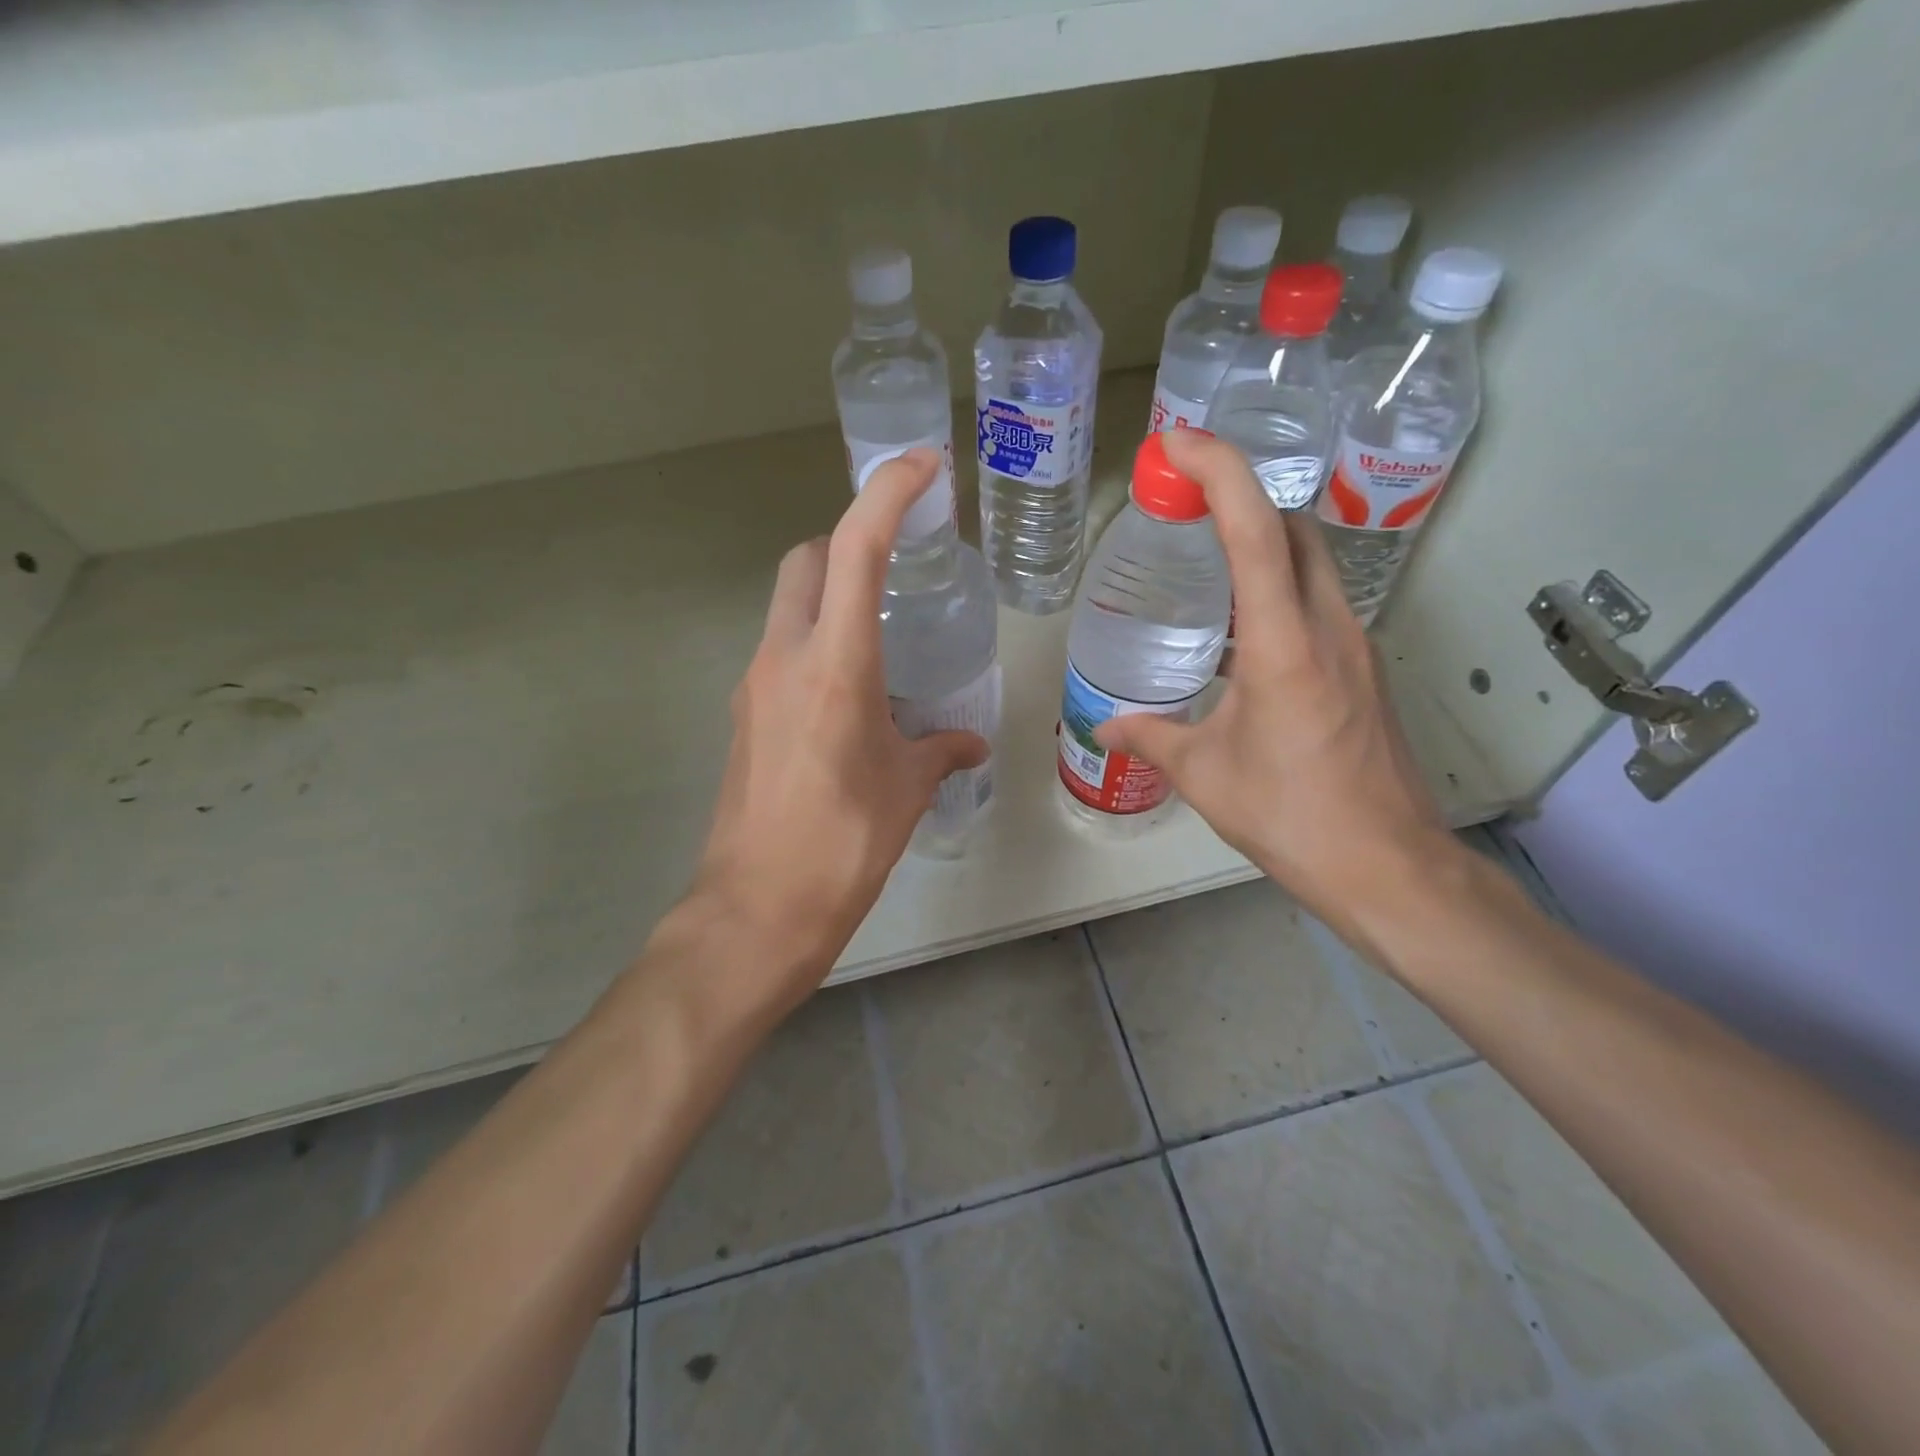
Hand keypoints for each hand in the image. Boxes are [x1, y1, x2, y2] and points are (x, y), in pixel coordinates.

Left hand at [682, 448, 988, 1017]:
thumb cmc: (843, 845)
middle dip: (847, 541)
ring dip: (830, 597)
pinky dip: (815, 646)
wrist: (757, 908)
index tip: (922, 466)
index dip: (888, 493)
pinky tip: (852, 694)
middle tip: (897, 565)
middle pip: (805, 560)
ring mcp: (754, 686)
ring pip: (788, 606)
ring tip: (883, 635)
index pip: (856, 548)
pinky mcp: (744, 717)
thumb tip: (969, 743)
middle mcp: (783, 658)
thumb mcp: (907, 791)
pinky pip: (781, 654)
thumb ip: (941, 751)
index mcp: (834, 664)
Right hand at [1093, 430, 1453, 947]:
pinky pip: (1319, 601)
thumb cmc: (1292, 816)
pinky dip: (1280, 586)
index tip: (1179, 443)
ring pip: (1314, 561)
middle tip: (1185, 503)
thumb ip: (1151, 738)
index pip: (1256, 531)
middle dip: (1243, 497)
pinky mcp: (1364, 670)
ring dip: (1264, 540)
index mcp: (1285, 644)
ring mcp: (1357, 646)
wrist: (1388, 865)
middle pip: (1296, 527)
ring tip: (1205, 556)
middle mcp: (1329, 627)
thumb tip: (1106, 725)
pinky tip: (1240, 627)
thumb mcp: (1205, 775)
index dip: (1220, 473)